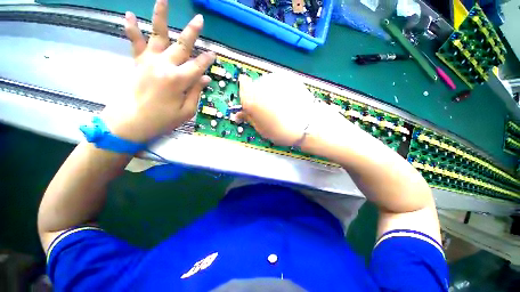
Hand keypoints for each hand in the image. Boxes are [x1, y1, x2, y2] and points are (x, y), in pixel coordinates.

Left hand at [102, 0, 214, 142]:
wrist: (131, 121)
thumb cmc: (162, 119)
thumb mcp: (186, 111)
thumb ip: (196, 92)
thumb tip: (205, 79)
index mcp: (179, 80)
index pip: (198, 66)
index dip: (207, 60)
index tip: (214, 54)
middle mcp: (165, 65)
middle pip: (182, 45)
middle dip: (193, 32)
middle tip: (200, 19)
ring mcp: (149, 61)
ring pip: (158, 35)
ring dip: (161, 16)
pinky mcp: (138, 62)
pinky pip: (135, 42)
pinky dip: (131, 29)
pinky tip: (128, 14)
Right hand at [238, 73, 320, 145]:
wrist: (307, 124)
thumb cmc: (281, 131)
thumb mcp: (260, 129)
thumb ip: (248, 118)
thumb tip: (239, 115)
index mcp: (251, 98)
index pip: (242, 86)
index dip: (245, 95)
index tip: (250, 103)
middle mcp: (262, 84)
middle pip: (255, 86)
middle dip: (257, 96)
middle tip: (266, 110)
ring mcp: (276, 79)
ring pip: (266, 84)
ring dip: (269, 93)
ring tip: (279, 107)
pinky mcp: (288, 78)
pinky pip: (278, 83)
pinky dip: (279, 91)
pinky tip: (286, 102)